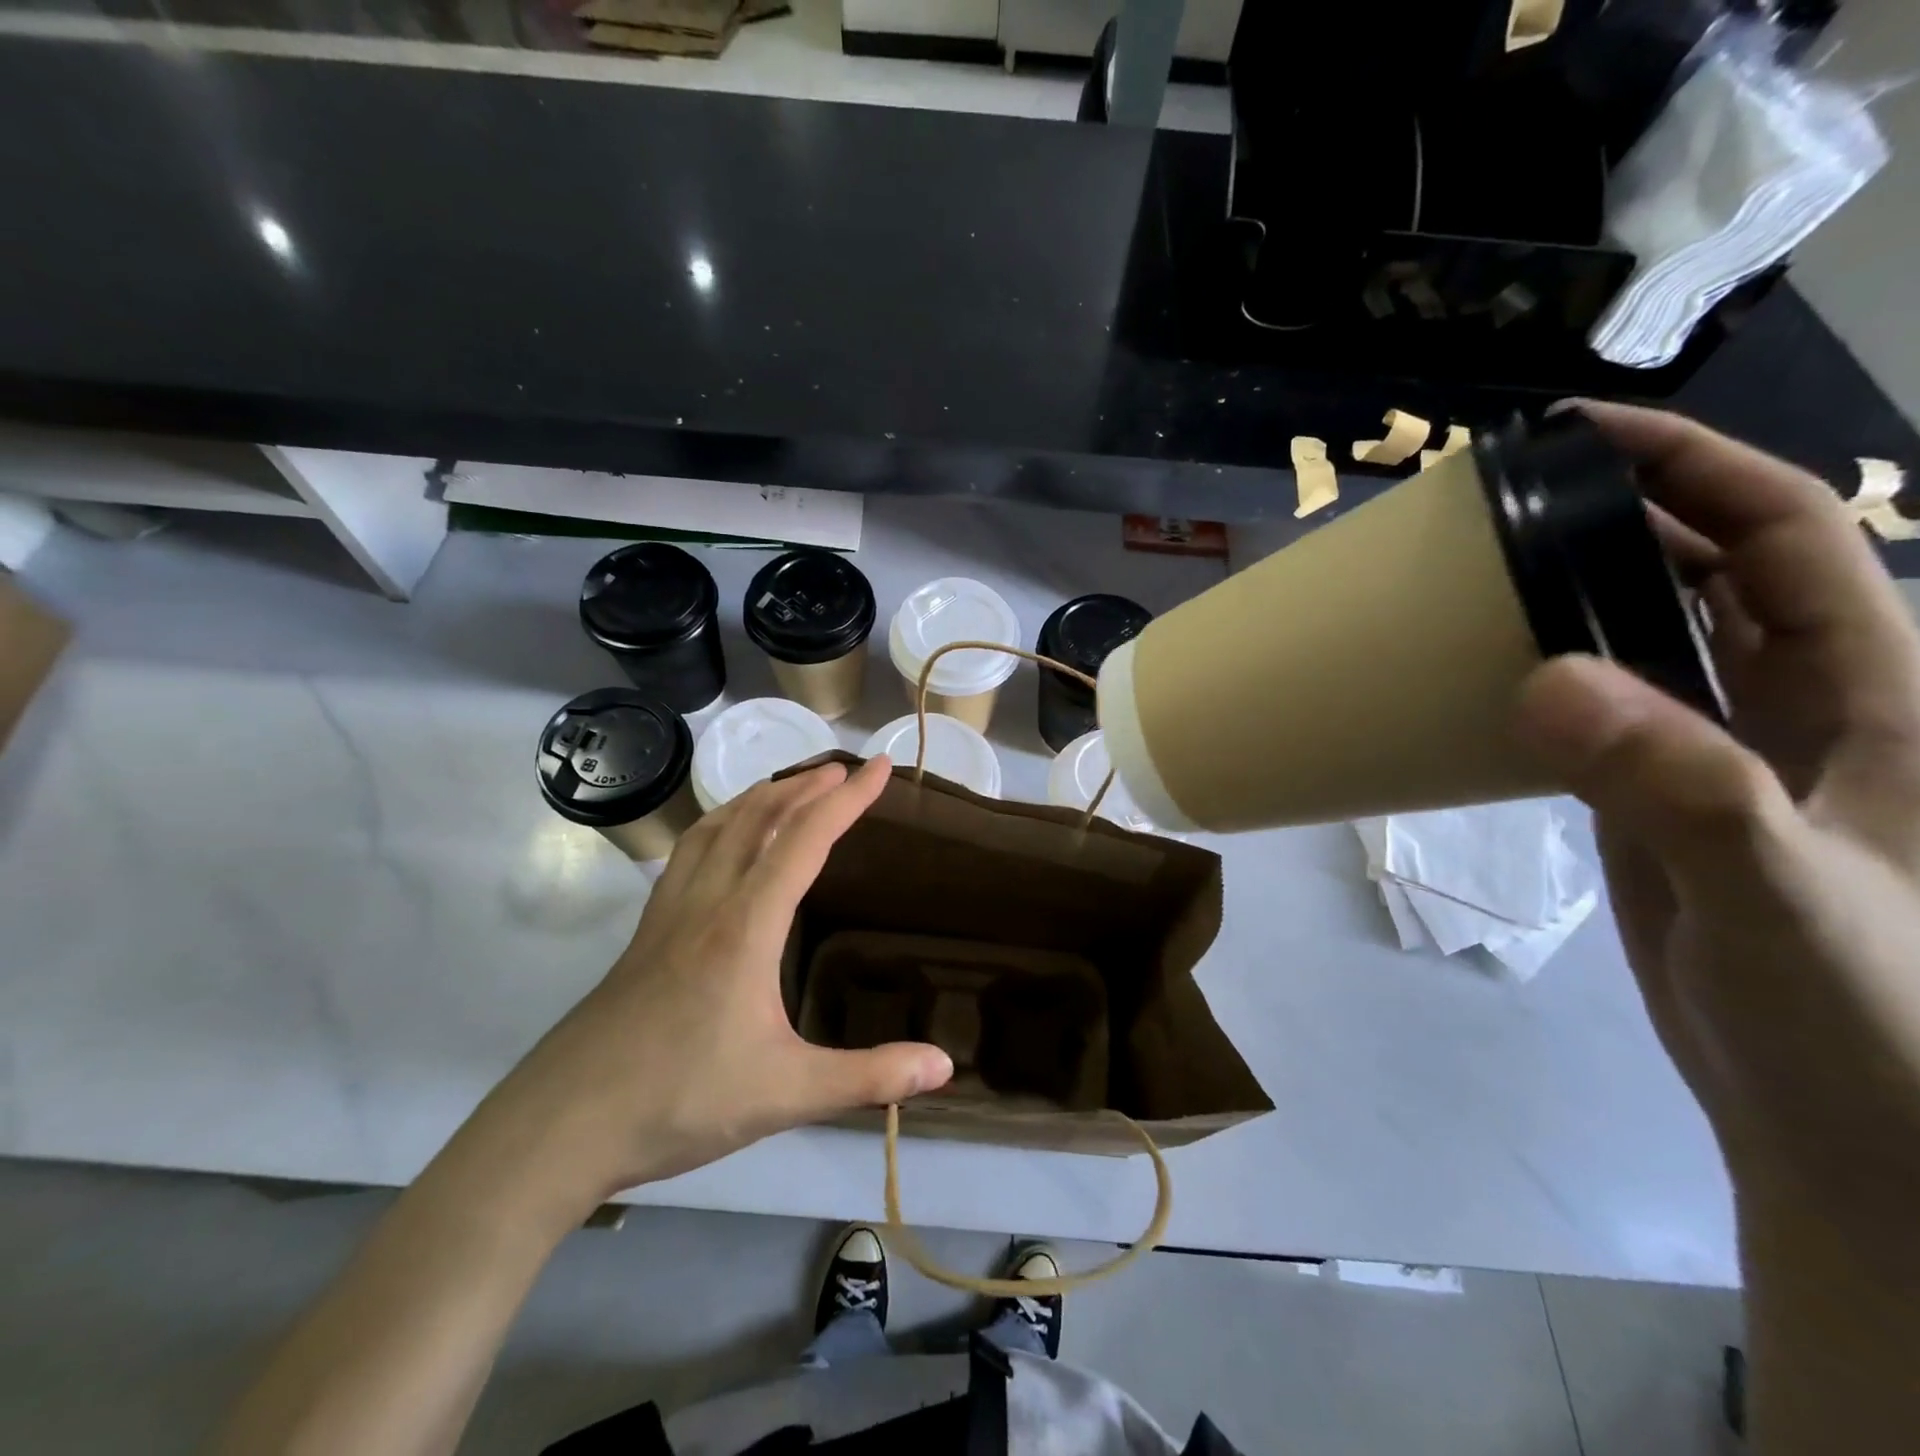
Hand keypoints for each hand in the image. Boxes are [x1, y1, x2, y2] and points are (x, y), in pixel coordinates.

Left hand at [477, 756, 953, 1212]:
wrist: (561, 1126)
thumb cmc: (679, 1101)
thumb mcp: (786, 1095)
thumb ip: (868, 1077)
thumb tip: (945, 1067)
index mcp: (746, 926)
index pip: (805, 839)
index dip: (848, 799)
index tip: (881, 768)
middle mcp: (707, 902)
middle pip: (758, 817)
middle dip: (805, 785)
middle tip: (843, 770)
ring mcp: (669, 914)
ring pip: (716, 827)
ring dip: (760, 796)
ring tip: (791, 787)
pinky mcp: (645, 933)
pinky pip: (688, 853)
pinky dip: (719, 824)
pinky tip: (724, 840)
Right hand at [1514, 403, 1919, 1231]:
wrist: (1849, 1132)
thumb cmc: (1868, 1021)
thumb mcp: (1783, 893)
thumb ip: (1678, 786)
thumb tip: (1544, 681)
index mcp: (1874, 694)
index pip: (1786, 539)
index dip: (1696, 470)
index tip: (1582, 436)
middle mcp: (1801, 706)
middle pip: (1708, 573)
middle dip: (1617, 519)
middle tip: (1501, 503)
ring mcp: (1724, 756)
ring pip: (1651, 639)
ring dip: (1573, 595)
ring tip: (1479, 572)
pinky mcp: (1662, 802)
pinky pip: (1604, 710)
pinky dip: (1549, 676)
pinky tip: (1488, 675)